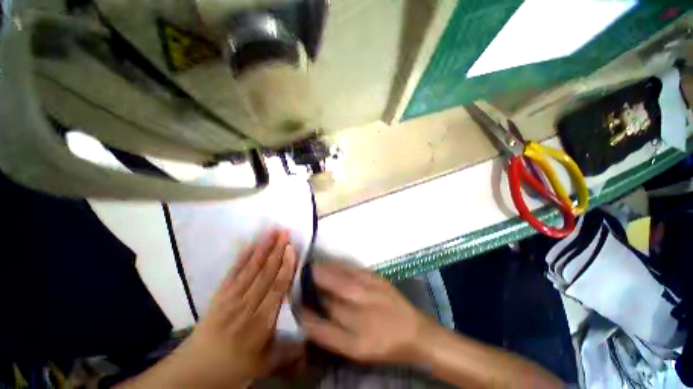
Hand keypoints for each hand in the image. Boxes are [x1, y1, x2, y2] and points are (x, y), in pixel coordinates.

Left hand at [176, 230, 297, 386]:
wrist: (196, 370)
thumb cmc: (236, 366)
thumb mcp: (265, 364)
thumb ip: (289, 352)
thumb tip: (311, 339)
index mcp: (261, 323)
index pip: (278, 288)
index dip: (286, 266)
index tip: (292, 249)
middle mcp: (247, 306)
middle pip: (266, 273)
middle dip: (277, 251)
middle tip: (285, 233)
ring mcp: (231, 298)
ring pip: (251, 269)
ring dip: (263, 249)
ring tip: (272, 232)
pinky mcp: (219, 295)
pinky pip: (234, 272)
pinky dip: (244, 256)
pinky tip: (252, 244)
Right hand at [301, 262, 433, 365]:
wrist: (414, 331)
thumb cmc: (383, 344)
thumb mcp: (355, 350)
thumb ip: (329, 335)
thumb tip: (309, 315)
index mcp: (354, 340)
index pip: (318, 324)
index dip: (302, 310)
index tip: (294, 300)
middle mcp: (360, 311)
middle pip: (327, 292)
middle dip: (310, 281)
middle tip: (300, 277)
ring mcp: (369, 290)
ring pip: (337, 276)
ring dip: (321, 270)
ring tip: (311, 268)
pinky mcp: (376, 277)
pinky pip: (350, 268)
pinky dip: (337, 265)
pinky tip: (331, 265)